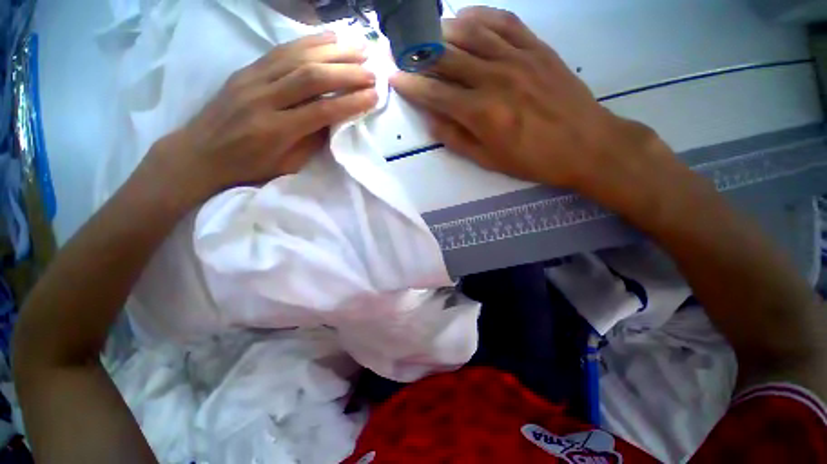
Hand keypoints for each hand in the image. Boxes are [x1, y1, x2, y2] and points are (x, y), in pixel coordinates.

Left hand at [149, 32, 378, 203]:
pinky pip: (281, 50)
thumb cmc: (248, 167)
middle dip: (347, 72)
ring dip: (333, 50)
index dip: (351, 102)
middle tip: (372, 71)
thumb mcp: (286, 165)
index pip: (322, 110)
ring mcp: (252, 79)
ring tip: (359, 48)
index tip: (374, 96)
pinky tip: (329, 38)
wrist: (199, 154)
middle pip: (311, 76)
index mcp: (276, 130)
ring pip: (298, 56)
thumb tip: (335, 120)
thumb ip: (311, 141)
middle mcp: (264, 98)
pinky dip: (309, 42)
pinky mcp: (247, 69)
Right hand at [390, 7, 671, 198]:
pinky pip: (504, 22)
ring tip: (429, 36)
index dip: (411, 86)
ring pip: (471, 33)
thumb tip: (431, 120)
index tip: (395, 78)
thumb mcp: (488, 160)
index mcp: (481, 113)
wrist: (585, 144)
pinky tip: (466, 17)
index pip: (435, 94)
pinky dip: (480, 15)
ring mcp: (517, 58)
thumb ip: (456, 139)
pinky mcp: (536, 47)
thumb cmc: (532, 159)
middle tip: (406, 53)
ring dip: (444, 31)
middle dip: (421, 56)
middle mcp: (494, 79)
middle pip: (448, 59)